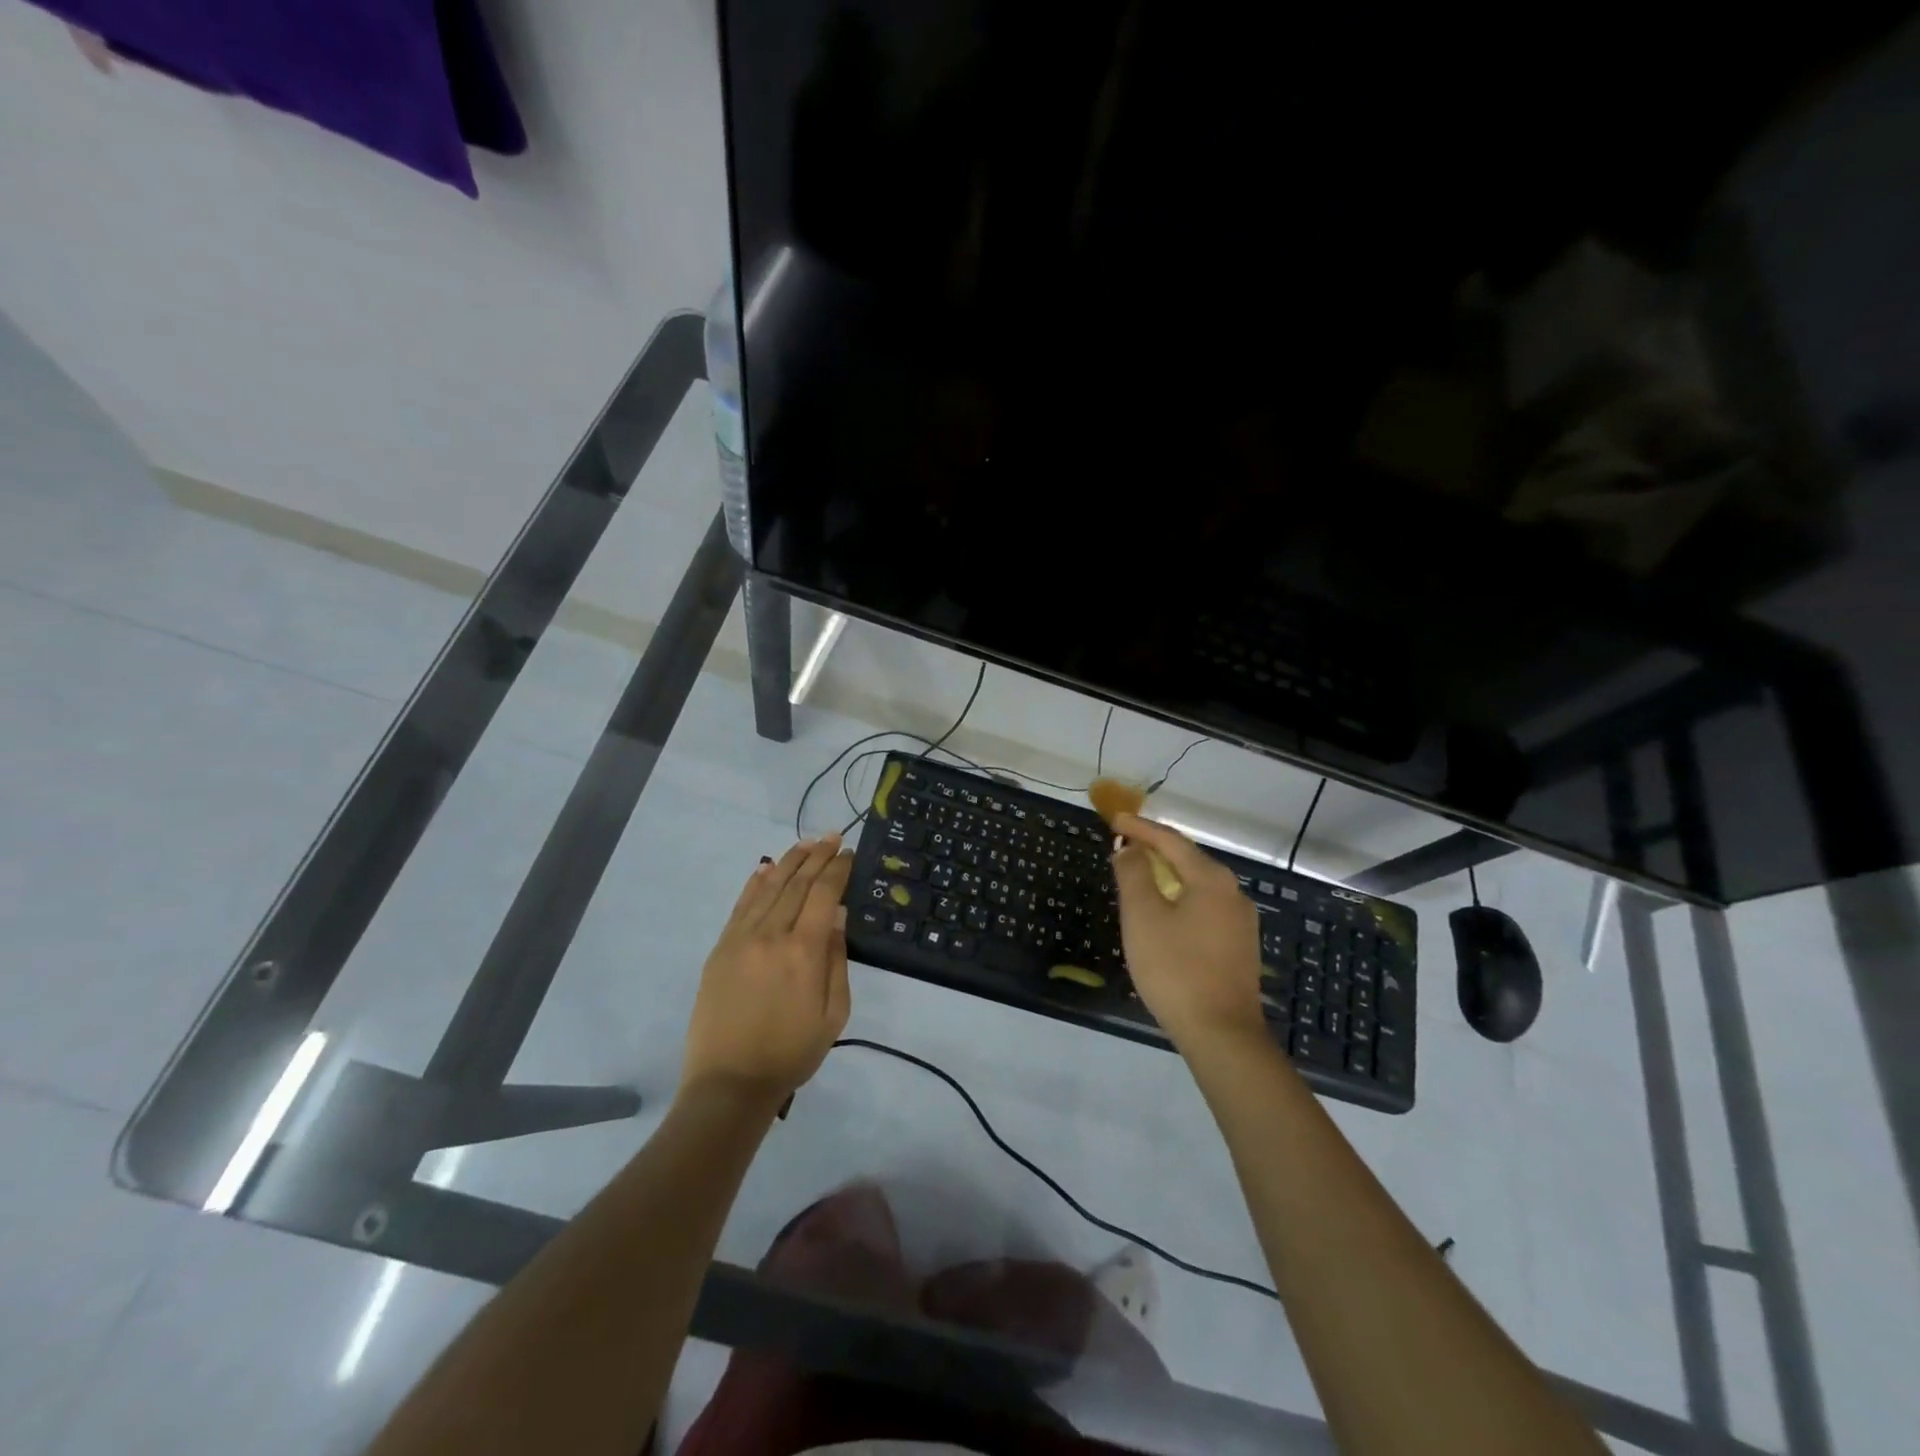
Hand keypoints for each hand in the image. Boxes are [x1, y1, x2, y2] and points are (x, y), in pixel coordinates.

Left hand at [682, 836, 853, 1106]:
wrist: (730, 1083)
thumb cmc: (791, 1053)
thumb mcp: (833, 1015)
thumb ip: (837, 961)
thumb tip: (837, 917)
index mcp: (804, 951)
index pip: (824, 894)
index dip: (837, 869)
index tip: (849, 852)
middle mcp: (771, 934)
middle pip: (797, 883)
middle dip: (817, 856)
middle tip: (833, 836)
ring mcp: (741, 939)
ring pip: (768, 887)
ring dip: (789, 861)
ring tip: (806, 843)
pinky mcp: (721, 948)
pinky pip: (741, 905)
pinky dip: (755, 882)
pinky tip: (766, 867)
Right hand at [1112, 814, 1266, 1053]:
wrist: (1221, 1033)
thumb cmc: (1175, 969)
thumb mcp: (1143, 917)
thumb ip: (1133, 875)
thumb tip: (1129, 850)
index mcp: (1211, 879)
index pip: (1171, 841)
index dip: (1141, 829)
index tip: (1115, 821)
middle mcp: (1233, 893)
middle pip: (1189, 860)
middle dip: (1156, 850)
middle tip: (1125, 845)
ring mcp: (1241, 922)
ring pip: (1198, 886)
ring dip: (1168, 876)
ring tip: (1140, 876)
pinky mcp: (1239, 947)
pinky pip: (1205, 908)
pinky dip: (1180, 899)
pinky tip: (1165, 913)